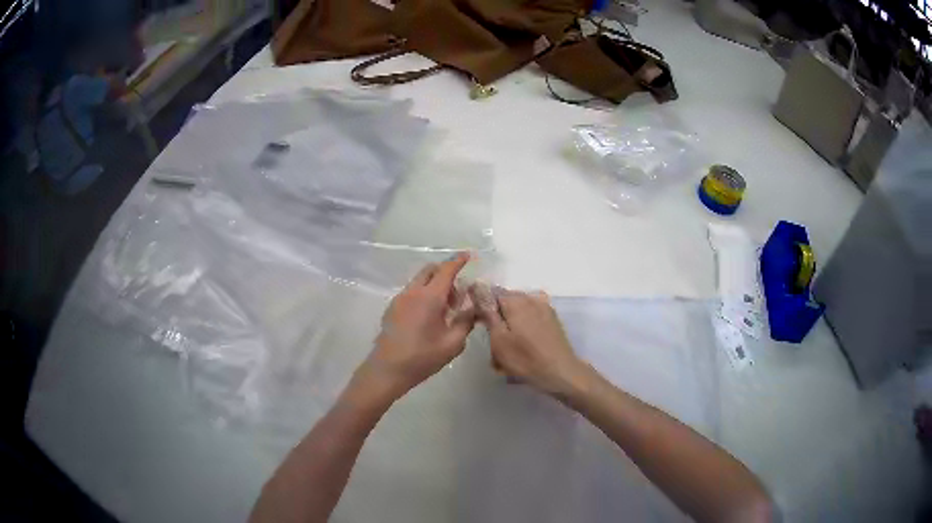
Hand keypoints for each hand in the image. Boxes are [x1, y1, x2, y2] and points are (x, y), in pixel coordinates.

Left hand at [358, 253, 475, 399]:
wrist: (387, 370)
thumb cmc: (422, 357)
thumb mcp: (452, 343)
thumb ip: (465, 322)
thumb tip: (474, 309)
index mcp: (429, 297)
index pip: (446, 270)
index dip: (458, 261)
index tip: (468, 255)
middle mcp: (413, 292)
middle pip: (430, 270)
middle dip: (446, 274)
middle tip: (457, 296)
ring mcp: (399, 299)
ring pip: (420, 281)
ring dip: (434, 285)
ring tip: (444, 310)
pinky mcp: (392, 308)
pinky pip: (411, 292)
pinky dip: (423, 294)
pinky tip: (428, 317)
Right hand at [472, 287, 588, 395]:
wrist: (560, 372)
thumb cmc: (525, 358)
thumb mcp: (499, 339)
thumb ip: (488, 314)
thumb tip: (478, 290)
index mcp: (515, 300)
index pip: (491, 293)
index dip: (482, 308)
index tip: (479, 325)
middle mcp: (531, 298)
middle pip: (506, 302)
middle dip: (498, 319)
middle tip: (494, 344)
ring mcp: (544, 308)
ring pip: (518, 312)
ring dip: (510, 326)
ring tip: (508, 350)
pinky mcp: (552, 319)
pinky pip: (531, 318)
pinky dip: (523, 329)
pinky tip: (523, 347)